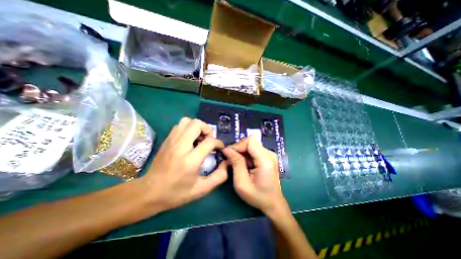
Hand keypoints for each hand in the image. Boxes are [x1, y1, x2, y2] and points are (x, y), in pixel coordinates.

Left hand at [141, 118, 226, 211]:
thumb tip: (226, 163)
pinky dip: (188, 128)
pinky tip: (190, 139)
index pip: (209, 142)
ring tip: (199, 138)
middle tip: (208, 140)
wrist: (149, 192)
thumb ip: (219, 176)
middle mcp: (180, 146)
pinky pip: (180, 125)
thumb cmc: (176, 193)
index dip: (219, 143)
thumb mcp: (202, 189)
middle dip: (208, 129)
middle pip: (197, 124)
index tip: (220, 148)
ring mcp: (172, 141)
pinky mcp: (167, 139)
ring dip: (197, 127)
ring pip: (187, 121)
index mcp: (190, 160)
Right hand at [222, 137, 286, 216]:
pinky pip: (253, 150)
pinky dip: (245, 155)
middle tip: (230, 159)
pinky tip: (243, 165)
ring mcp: (269, 154)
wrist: (273, 203)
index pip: (250, 141)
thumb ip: (236, 163)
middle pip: (250, 142)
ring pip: (251, 145)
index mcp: (265, 160)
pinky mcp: (267, 156)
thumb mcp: (242, 183)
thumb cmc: (257, 196)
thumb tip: (227, 149)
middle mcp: (269, 153)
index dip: (237, 145)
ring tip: (236, 164)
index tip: (228, 154)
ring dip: (241, 152)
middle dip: (238, 149)